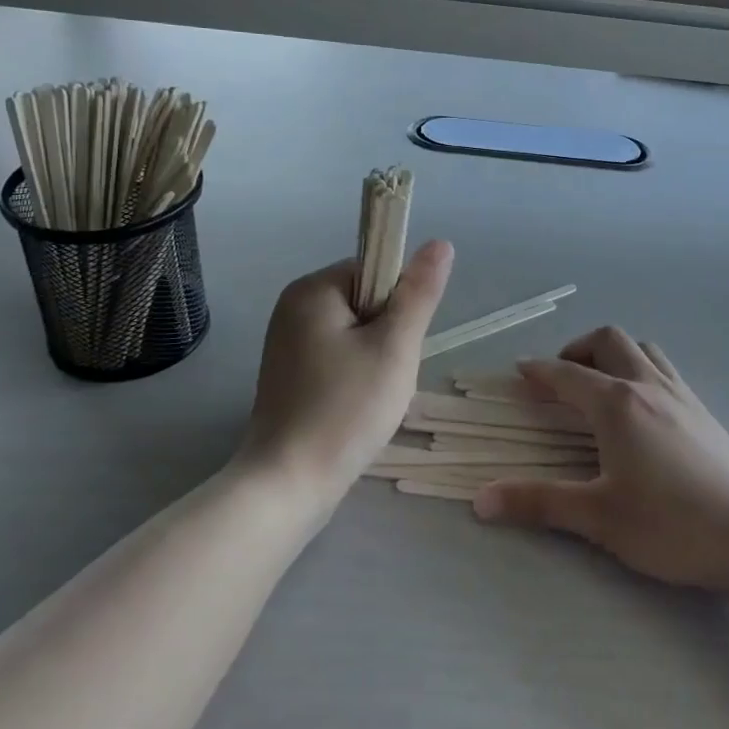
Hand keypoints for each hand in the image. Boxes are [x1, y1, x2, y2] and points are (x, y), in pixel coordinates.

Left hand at [237, 241, 453, 507]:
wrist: (288, 484)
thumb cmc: (346, 409)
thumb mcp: (395, 346)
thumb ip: (419, 293)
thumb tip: (441, 243)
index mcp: (312, 290)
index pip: (375, 271)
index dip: (399, 304)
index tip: (398, 344)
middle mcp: (293, 308)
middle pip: (366, 302)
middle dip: (388, 336)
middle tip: (387, 376)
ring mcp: (287, 344)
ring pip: (356, 335)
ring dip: (376, 360)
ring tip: (373, 397)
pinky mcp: (289, 376)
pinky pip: (338, 359)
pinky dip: (356, 378)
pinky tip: (356, 409)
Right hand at [474, 326, 728, 631]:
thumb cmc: (671, 525)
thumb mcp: (598, 518)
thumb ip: (538, 503)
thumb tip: (480, 500)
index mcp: (616, 403)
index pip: (567, 374)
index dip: (539, 370)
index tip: (519, 371)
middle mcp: (647, 385)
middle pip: (608, 340)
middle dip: (577, 348)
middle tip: (560, 379)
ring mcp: (681, 395)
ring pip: (642, 349)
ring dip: (614, 353)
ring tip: (600, 384)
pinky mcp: (704, 412)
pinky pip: (665, 369)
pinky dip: (641, 369)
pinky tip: (642, 408)